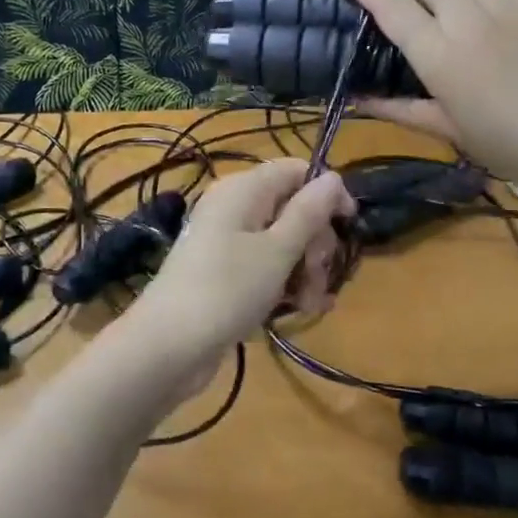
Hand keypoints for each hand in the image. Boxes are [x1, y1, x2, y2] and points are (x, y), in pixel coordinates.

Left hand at [127, 161, 356, 371]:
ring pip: (282, 243)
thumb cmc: (227, 289)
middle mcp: (234, 208)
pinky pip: (264, 267)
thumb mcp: (278, 250)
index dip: (326, 193)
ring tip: (309, 304)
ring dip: (304, 271)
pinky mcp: (224, 273)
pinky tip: (297, 310)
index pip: (295, 171)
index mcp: (243, 190)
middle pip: (291, 209)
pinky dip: (283, 285)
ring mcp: (226, 242)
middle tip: (319, 275)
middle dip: (315, 243)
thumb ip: (309, 212)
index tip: (349, 225)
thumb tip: (333, 176)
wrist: (168, 346)